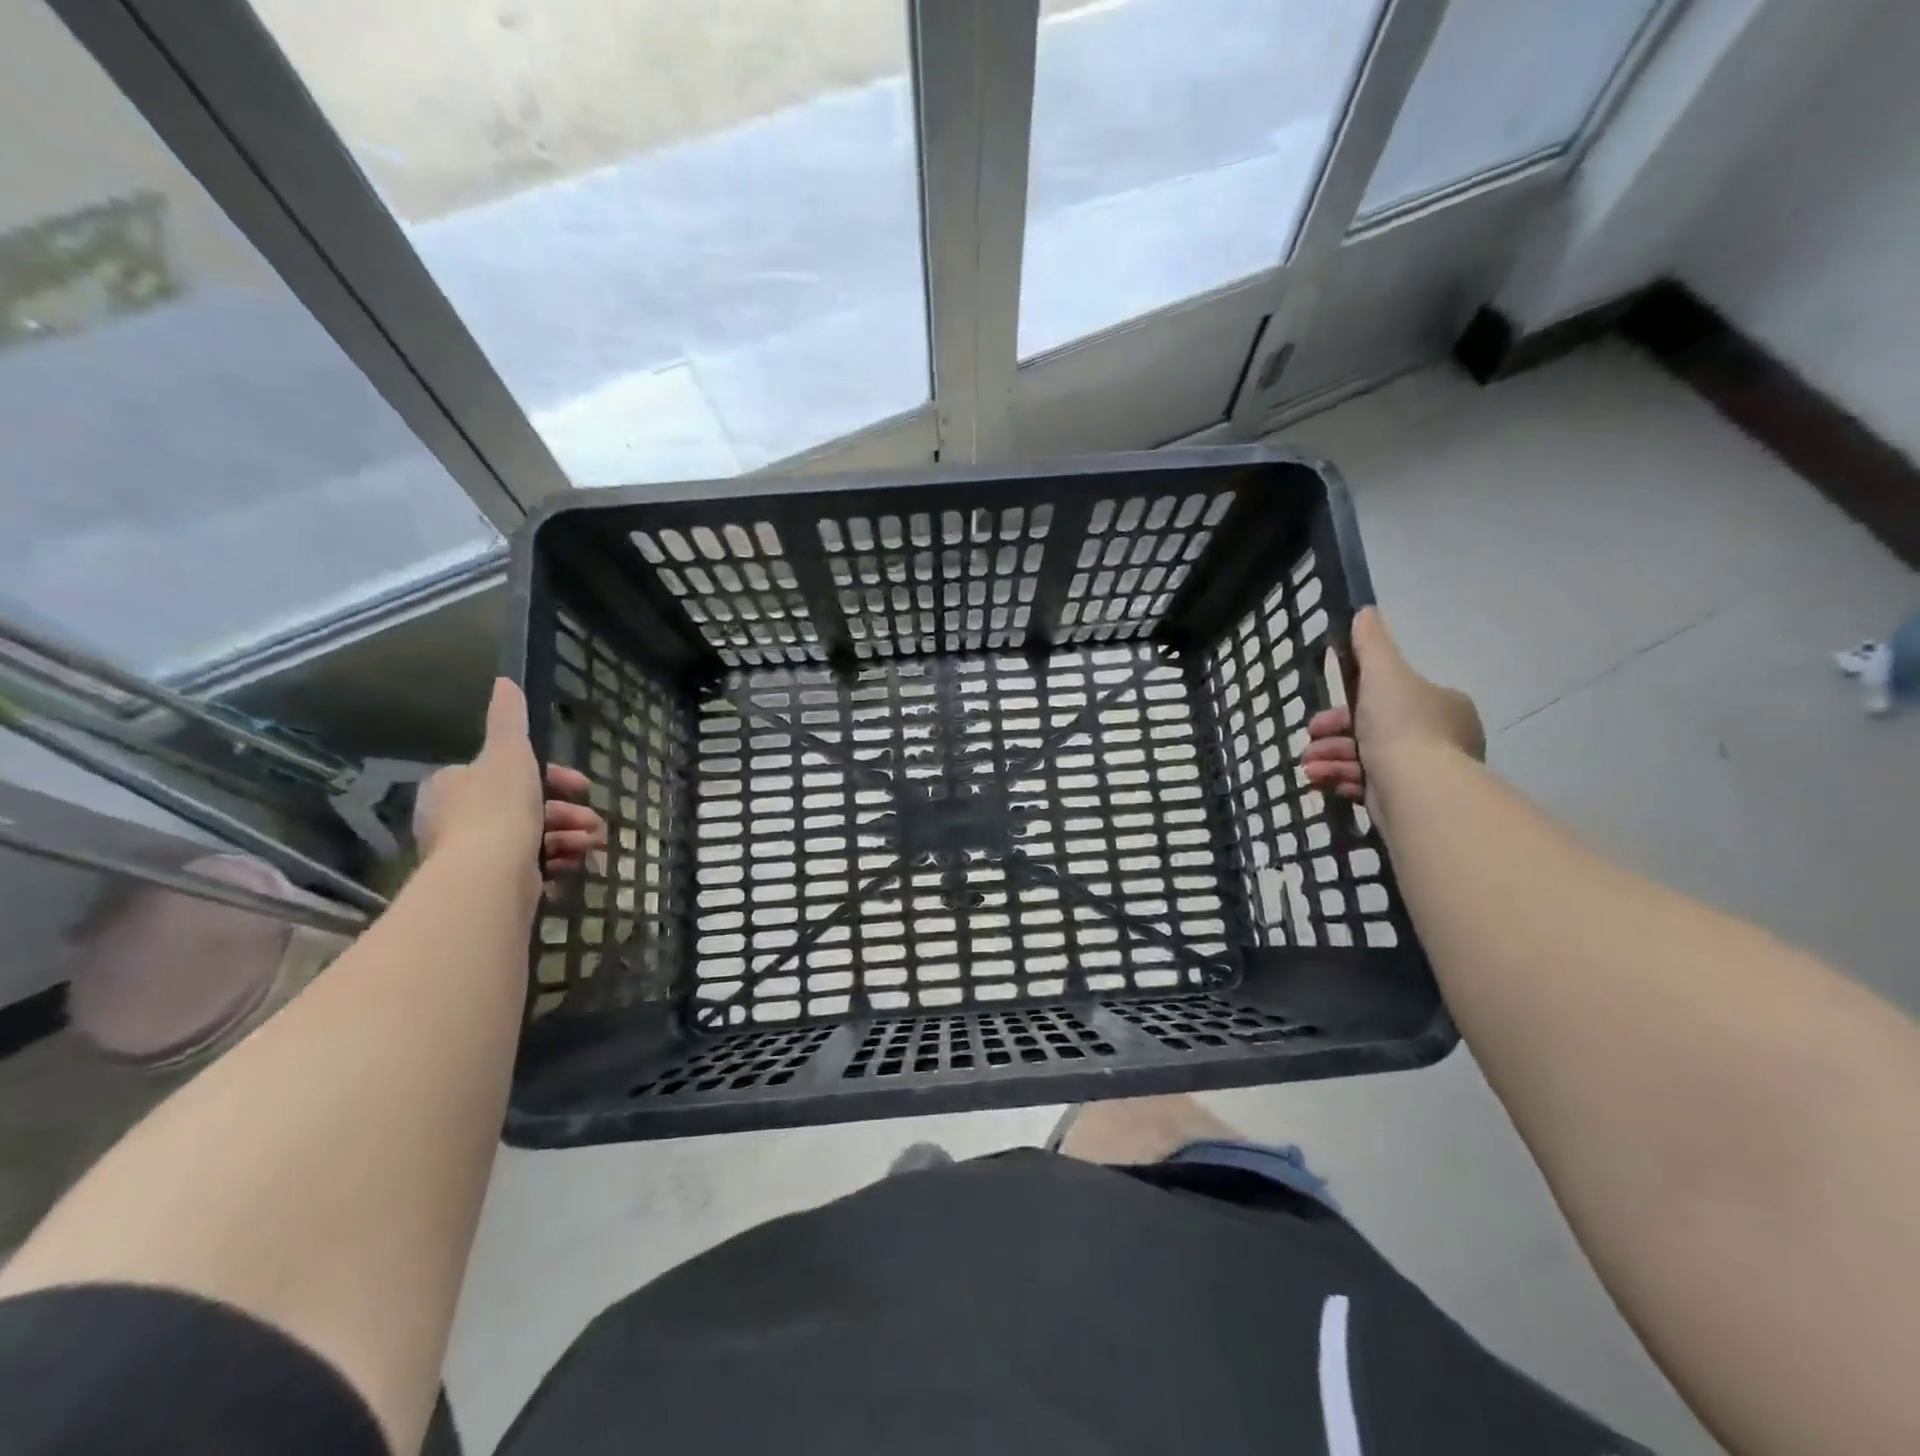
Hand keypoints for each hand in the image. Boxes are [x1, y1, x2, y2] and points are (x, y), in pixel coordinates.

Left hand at [414, 679, 605, 888]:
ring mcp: (472, 854)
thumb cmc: (499, 808)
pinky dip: (557, 861)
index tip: (582, 786)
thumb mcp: (510, 753)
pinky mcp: (489, 883)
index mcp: (456, 784)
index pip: (510, 772)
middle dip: (567, 812)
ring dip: (570, 836)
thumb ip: (510, 719)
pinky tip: (577, 863)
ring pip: (533, 836)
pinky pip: (530, 866)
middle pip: (527, 806)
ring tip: (592, 844)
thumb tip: (504, 680)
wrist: (488, 876)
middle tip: (593, 821)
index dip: (553, 777)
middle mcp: (457, 819)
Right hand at [1303, 607, 1483, 802]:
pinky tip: (1320, 782)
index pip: (1386, 698)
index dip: (1346, 705)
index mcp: (1439, 704)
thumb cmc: (1401, 725)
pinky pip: (1367, 785)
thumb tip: (1365, 611)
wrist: (1416, 789)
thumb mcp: (1383, 674)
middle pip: (1370, 729)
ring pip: (1364, 758)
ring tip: (1309, 768)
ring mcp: (1423, 771)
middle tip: (1309, 743)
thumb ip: (1371, 644)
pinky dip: (1341, 780)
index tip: (1320, 717)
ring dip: (1330, 759)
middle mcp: (1437, 736)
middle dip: (1332, 737)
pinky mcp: (1406, 799)